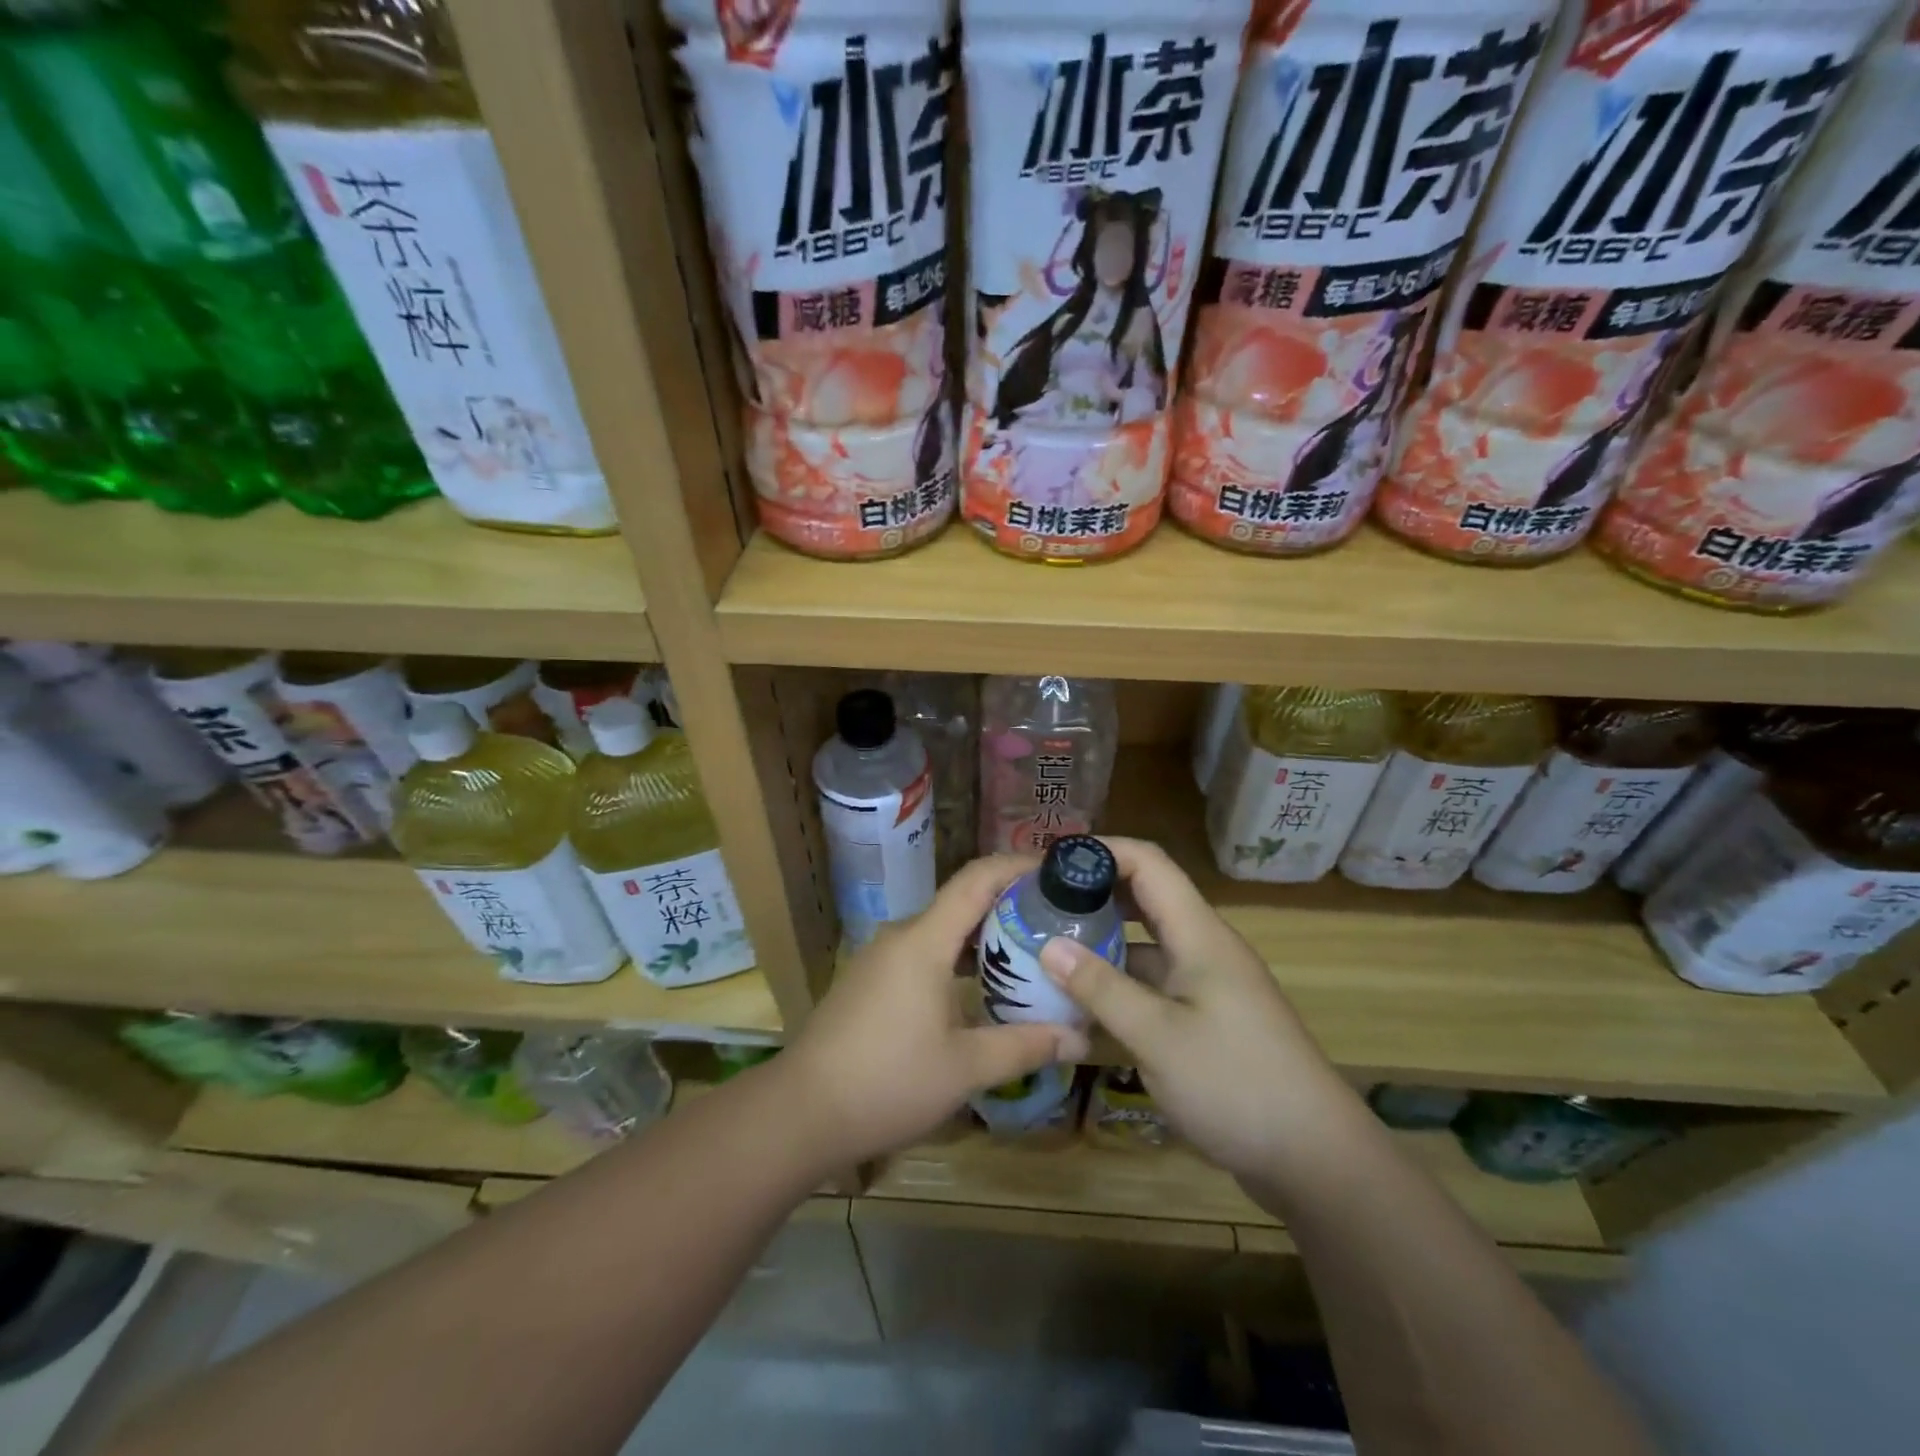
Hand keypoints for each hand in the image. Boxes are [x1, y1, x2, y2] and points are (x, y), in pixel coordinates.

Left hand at [778, 856, 1090, 1169]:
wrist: (800, 1113)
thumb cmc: (887, 1082)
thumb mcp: (965, 1069)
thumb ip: (1024, 1046)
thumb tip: (1080, 1039)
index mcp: (924, 941)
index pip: (976, 880)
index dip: (1017, 866)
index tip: (1056, 870)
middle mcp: (901, 937)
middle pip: (961, 902)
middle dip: (1008, 906)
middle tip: (1056, 922)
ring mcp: (879, 958)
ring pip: (941, 931)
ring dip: (982, 937)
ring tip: (1027, 956)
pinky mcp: (868, 981)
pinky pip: (922, 953)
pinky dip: (956, 959)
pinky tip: (978, 990)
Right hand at [1038, 838, 1361, 1185]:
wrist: (1316, 1159)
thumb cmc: (1237, 1085)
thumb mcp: (1158, 1037)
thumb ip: (1102, 988)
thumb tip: (1048, 945)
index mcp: (1200, 934)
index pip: (1149, 863)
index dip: (1102, 851)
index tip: (1050, 862)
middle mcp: (1204, 947)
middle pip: (1146, 897)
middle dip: (1094, 893)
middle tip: (1040, 904)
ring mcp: (1207, 984)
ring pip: (1147, 944)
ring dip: (1102, 940)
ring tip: (1048, 947)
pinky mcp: (1206, 1018)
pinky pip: (1154, 982)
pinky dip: (1118, 981)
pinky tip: (1083, 1001)